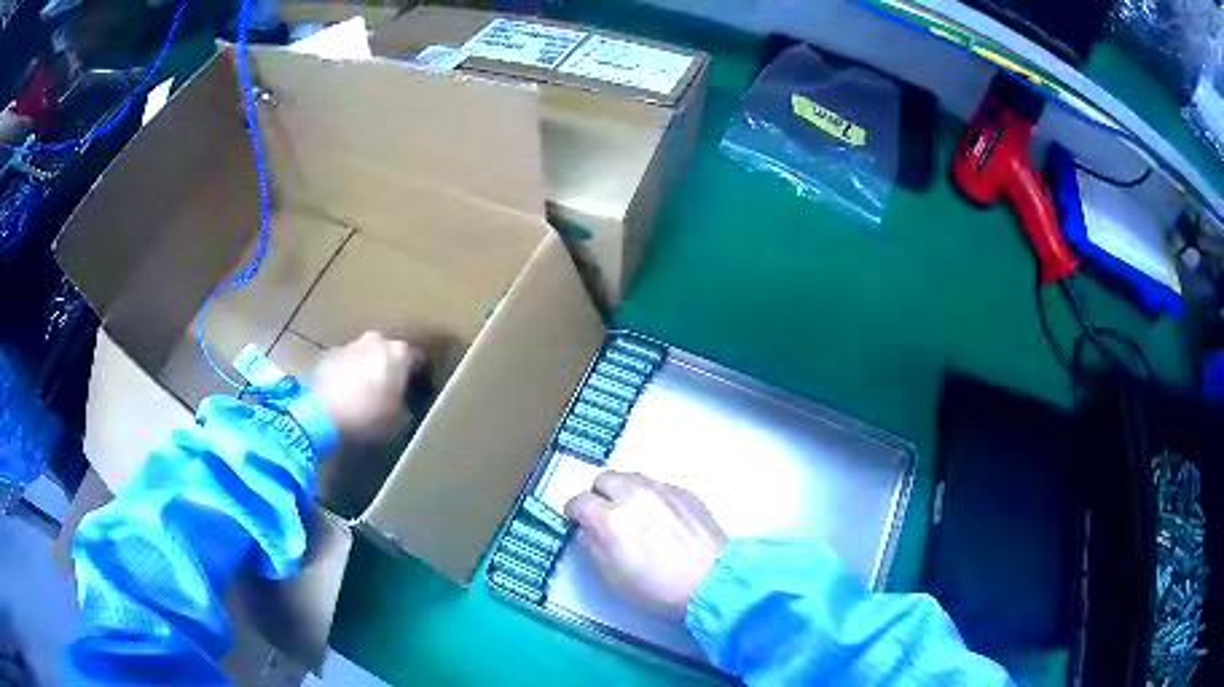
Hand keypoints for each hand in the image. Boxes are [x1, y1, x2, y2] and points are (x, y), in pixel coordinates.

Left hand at [311, 331, 421, 443]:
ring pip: (364, 358)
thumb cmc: (367, 417)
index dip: (420, 378)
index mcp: (399, 353)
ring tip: (364, 399)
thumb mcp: (399, 421)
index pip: (419, 360)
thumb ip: (406, 407)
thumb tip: (404, 405)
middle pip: (388, 354)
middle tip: (390, 395)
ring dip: (366, 373)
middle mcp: (376, 341)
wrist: (320, 414)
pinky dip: (347, 378)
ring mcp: (348, 346)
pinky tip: (344, 399)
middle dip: (390, 371)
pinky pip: (344, 366)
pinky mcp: (325, 356)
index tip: (419, 395)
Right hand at [565, 471, 726, 619]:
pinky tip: (662, 519)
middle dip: (599, 495)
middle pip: (604, 478)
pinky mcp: (685, 492)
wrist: (712, 582)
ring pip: (631, 477)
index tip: (579, 521)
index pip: (578, 501)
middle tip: (606, 515)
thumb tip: (588, 529)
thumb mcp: (611, 577)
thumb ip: (593, 546)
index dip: (575, 512)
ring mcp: (662, 490)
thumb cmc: (658, 589)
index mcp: (609, 519)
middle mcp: (633, 495)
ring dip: (625, 492)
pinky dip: (651, 497)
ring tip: (634, 515)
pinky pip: (658, 486)